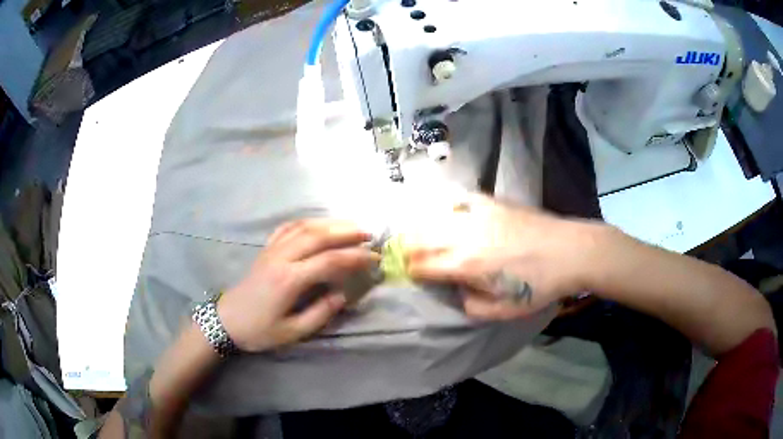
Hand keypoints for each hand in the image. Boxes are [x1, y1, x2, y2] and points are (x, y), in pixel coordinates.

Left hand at [217, 219, 378, 351]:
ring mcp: (272, 250)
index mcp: (289, 280)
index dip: (355, 257)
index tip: (374, 258)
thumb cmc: (260, 330)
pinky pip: (288, 227)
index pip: (329, 260)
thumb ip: (321, 313)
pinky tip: (318, 225)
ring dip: (330, 223)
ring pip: (304, 227)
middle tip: (368, 234)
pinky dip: (306, 222)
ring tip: (350, 226)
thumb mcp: (293, 332)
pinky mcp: (266, 249)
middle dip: (346, 232)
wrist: (228, 321)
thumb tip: (343, 295)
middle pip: (317, 236)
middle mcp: (281, 258)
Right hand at [405, 194, 595, 319]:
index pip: (420, 265)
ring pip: (433, 215)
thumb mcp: (503, 311)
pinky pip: (459, 198)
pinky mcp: (491, 201)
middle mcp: (463, 236)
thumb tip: (456, 291)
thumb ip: (471, 306)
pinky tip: (450, 213)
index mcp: (464, 265)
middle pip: (418, 237)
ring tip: (424, 235)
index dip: (412, 272)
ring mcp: (477, 214)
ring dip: (422, 227)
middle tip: (414, 257)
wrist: (570, 251)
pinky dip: (447, 206)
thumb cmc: (539, 285)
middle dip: (409, 249)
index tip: (415, 276)